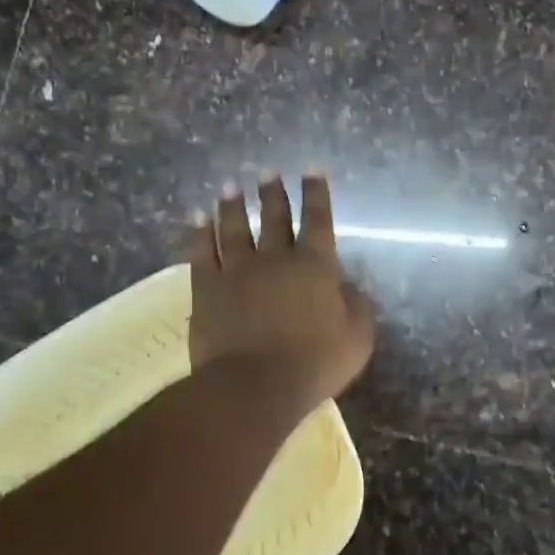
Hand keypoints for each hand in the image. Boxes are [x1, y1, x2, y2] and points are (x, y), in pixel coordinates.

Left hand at [186, 171, 374, 411]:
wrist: (255, 384)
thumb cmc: (315, 362)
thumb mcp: (357, 337)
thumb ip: (356, 305)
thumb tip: (346, 285)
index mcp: (315, 265)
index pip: (318, 219)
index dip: (316, 193)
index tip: (312, 170)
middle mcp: (275, 258)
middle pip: (274, 217)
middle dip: (273, 192)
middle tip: (268, 172)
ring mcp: (237, 270)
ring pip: (234, 228)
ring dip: (232, 205)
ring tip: (230, 187)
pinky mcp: (207, 288)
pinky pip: (201, 252)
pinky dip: (199, 233)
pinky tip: (197, 218)